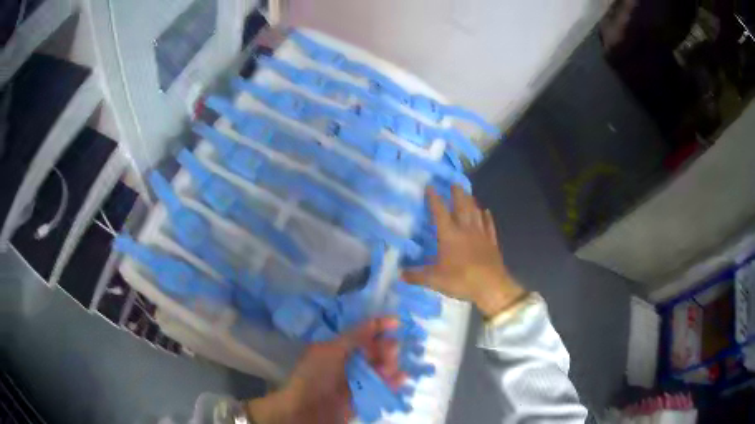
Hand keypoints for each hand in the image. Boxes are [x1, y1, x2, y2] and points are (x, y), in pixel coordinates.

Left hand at [246, 317, 404, 423]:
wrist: (307, 410)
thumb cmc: (315, 376)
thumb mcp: (330, 351)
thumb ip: (354, 337)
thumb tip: (375, 321)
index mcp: (336, 346)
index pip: (361, 332)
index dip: (378, 325)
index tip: (397, 323)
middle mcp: (348, 360)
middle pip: (374, 349)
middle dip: (386, 347)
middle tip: (390, 352)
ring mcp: (357, 379)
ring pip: (381, 366)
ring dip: (390, 364)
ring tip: (389, 369)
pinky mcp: (364, 395)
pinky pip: (382, 385)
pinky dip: (393, 381)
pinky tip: (401, 378)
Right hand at [403, 186, 524, 318]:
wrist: (491, 286)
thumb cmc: (461, 280)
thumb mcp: (434, 280)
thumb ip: (416, 275)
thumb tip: (399, 274)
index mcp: (449, 235)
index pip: (440, 212)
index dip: (434, 198)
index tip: (430, 186)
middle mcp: (466, 230)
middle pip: (462, 206)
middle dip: (457, 194)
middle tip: (454, 183)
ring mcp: (481, 235)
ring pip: (476, 213)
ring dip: (471, 201)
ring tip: (468, 193)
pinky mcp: (492, 243)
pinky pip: (489, 226)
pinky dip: (487, 217)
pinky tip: (486, 212)